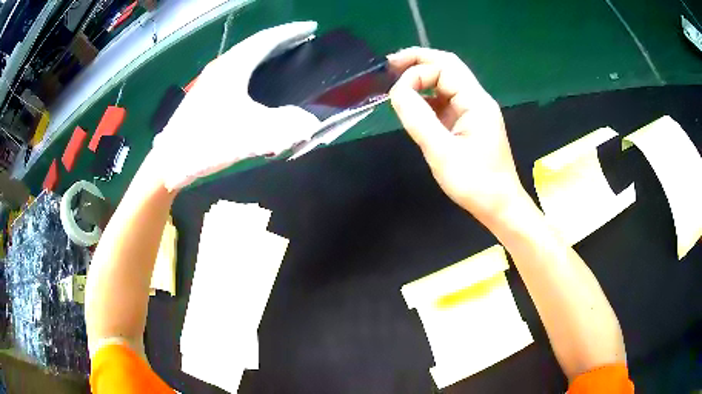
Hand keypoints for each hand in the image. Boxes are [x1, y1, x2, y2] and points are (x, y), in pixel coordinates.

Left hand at [154, 21, 321, 190]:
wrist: (169, 160)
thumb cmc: (206, 142)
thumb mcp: (250, 136)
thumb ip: (285, 127)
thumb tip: (310, 122)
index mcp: (233, 67)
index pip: (267, 39)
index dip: (291, 32)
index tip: (312, 28)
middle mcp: (222, 67)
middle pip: (256, 44)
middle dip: (281, 39)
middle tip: (303, 41)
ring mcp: (211, 79)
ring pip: (245, 56)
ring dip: (267, 52)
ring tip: (285, 55)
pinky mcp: (206, 92)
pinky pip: (237, 69)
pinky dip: (254, 66)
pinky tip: (258, 80)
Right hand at [388, 47, 527, 226]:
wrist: (499, 206)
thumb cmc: (475, 183)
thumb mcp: (442, 152)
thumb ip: (418, 118)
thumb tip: (397, 91)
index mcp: (476, 102)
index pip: (444, 68)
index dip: (417, 72)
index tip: (395, 91)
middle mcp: (476, 100)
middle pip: (447, 67)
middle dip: (419, 61)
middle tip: (390, 65)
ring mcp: (473, 111)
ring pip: (446, 83)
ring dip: (422, 77)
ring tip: (397, 80)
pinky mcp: (468, 123)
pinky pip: (446, 101)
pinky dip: (427, 97)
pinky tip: (413, 103)